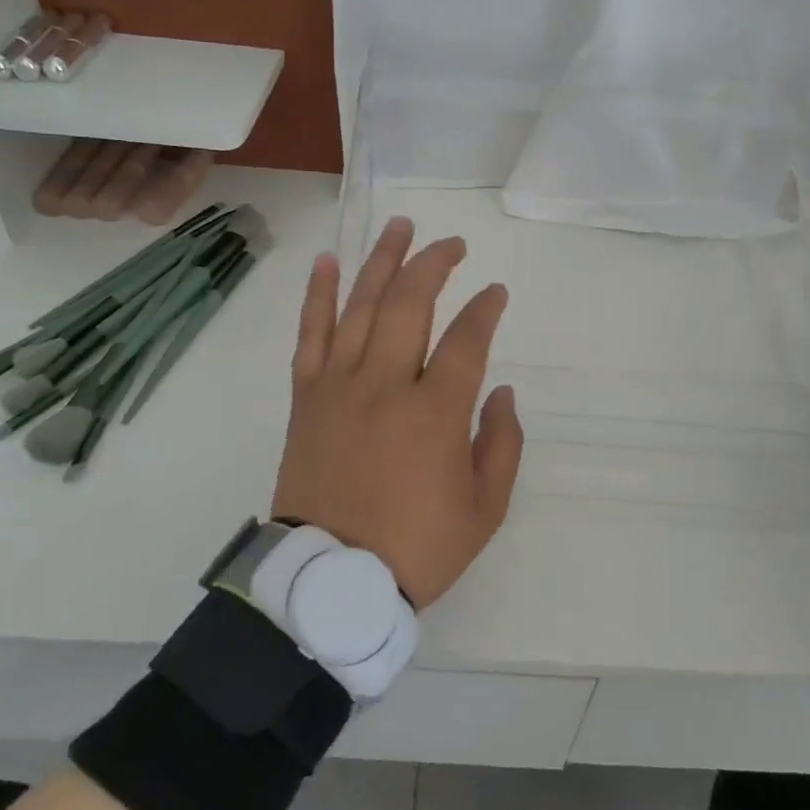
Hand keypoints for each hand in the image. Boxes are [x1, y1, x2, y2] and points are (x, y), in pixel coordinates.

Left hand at [271, 217, 524, 607]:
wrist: (331, 582)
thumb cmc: (415, 548)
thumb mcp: (484, 510)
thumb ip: (502, 444)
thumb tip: (500, 391)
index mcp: (435, 413)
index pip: (467, 339)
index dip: (486, 309)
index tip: (496, 293)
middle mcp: (385, 385)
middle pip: (409, 303)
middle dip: (434, 264)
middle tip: (452, 244)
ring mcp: (339, 386)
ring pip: (360, 306)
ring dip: (381, 261)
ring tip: (400, 227)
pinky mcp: (306, 398)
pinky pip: (310, 335)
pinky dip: (318, 295)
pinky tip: (328, 262)